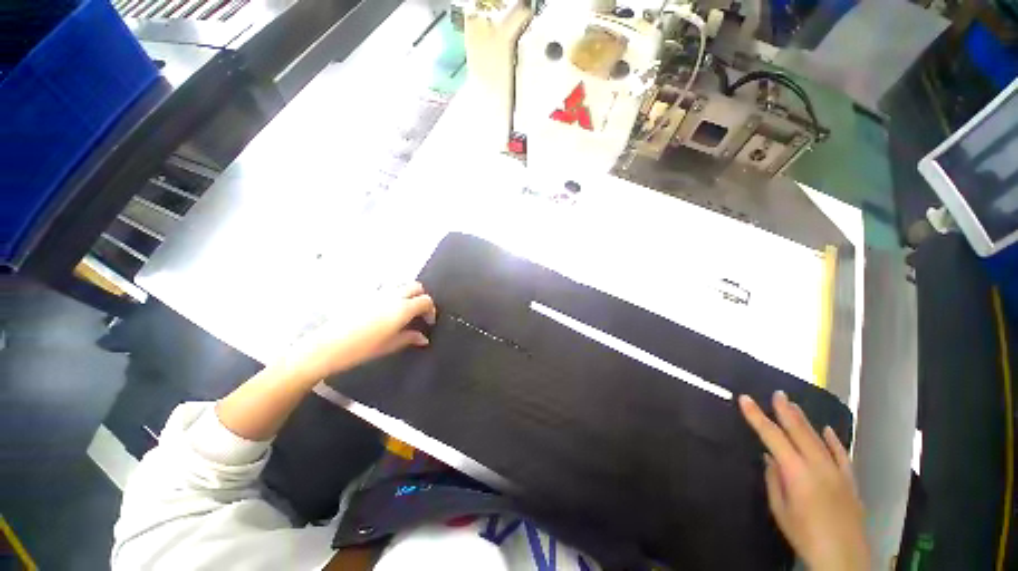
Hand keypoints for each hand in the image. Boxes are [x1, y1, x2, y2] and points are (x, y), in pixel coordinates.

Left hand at [288, 282, 436, 379]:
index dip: (431, 310)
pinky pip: (386, 290)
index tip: (428, 322)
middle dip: (422, 297)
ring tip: (404, 312)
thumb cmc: (362, 348)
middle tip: (419, 313)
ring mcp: (378, 293)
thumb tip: (423, 338)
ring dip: (408, 294)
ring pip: (401, 285)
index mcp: (402, 308)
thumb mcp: (390, 345)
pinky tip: (386, 312)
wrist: (327, 346)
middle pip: (416, 286)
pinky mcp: (365, 295)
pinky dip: (393, 296)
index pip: (426, 300)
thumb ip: (410, 338)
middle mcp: (392, 296)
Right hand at [739, 391, 868, 570]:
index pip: (772, 436)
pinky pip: (841, 454)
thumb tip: (770, 457)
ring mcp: (837, 472)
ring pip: (819, 439)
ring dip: (805, 420)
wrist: (843, 558)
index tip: (745, 399)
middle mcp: (818, 466)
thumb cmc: (804, 535)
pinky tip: (828, 430)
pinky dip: (834, 440)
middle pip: (799, 431)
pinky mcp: (850, 480)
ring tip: (794, 405)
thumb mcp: (780, 510)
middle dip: (786, 411)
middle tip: (777, 393)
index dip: (757, 416)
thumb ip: (774, 480)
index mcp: (796, 472)